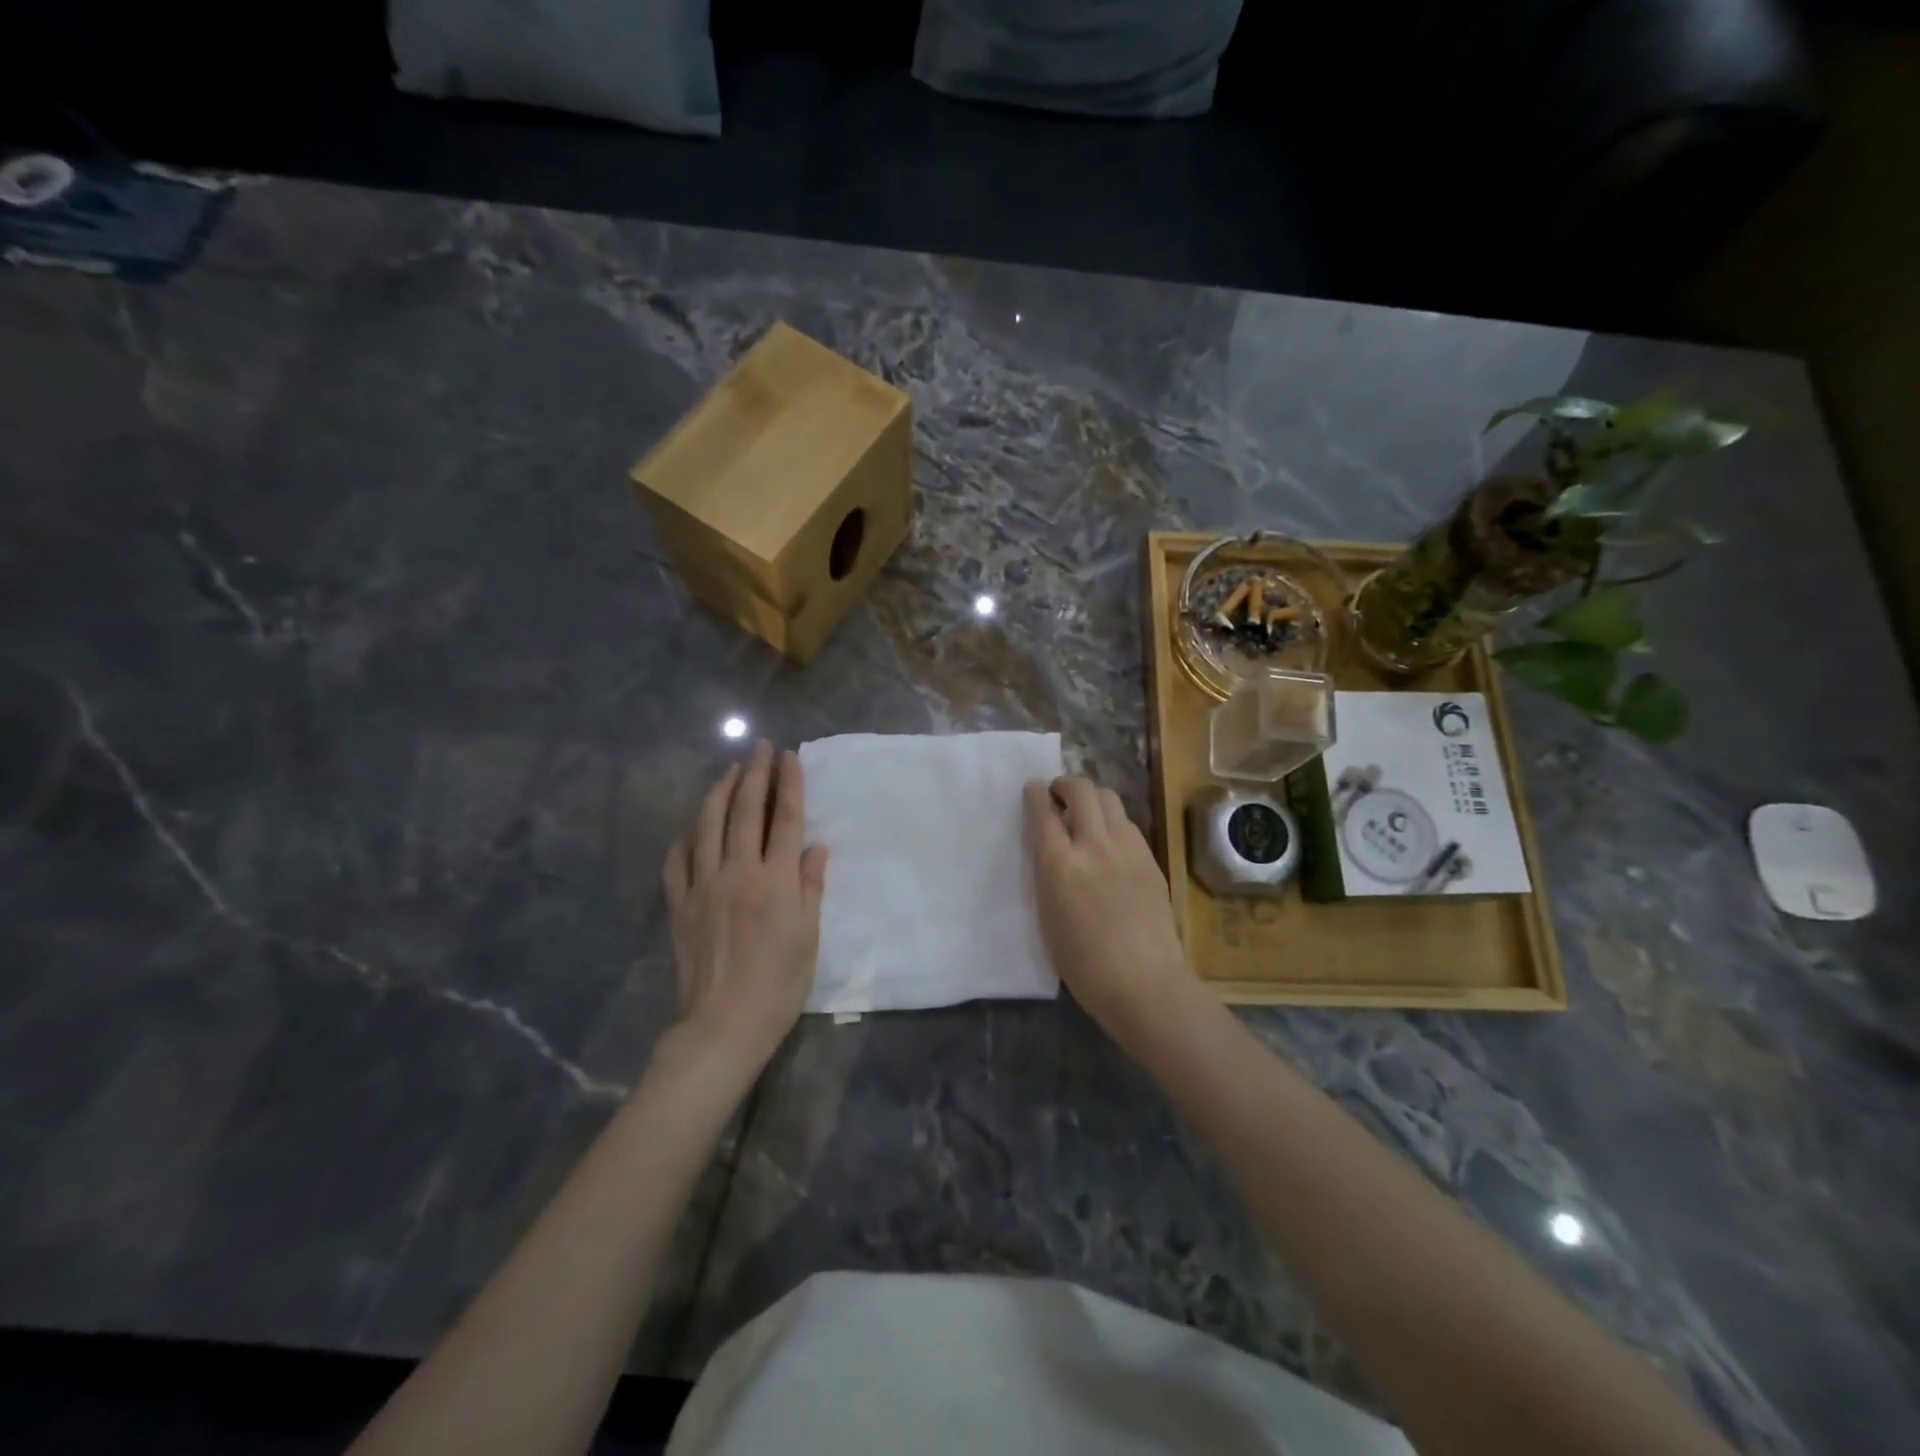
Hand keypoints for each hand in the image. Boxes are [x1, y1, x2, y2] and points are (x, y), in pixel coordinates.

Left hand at [662, 741, 827, 1073]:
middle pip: (745, 812)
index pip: (785, 820)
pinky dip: (685, 837)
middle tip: (758, 747)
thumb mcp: (809, 936)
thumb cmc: (780, 983)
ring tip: (728, 771)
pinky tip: (691, 826)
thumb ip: (811, 887)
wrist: (725, 1023)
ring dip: (718, 792)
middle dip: (754, 775)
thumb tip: (815, 847)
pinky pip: (677, 861)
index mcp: (777, 881)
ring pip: (707, 826)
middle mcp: (739, 873)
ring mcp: (703, 886)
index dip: (788, 785)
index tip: (788, 756)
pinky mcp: (679, 905)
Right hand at [1023, 775, 1201, 1054]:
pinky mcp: (1150, 858)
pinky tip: (1109, 839)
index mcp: (1060, 865)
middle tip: (1058, 795)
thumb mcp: (1047, 916)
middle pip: (1081, 790)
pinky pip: (1128, 823)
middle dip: (1065, 784)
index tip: (1032, 789)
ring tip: (1085, 813)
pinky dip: (1113, 820)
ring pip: (1109, 798)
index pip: (1043, 812)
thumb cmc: (1083, 964)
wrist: (1144, 982)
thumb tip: (1049, 848)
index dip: (1035, 794)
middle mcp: (1094, 845)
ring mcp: (1127, 849)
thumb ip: (1047, 874)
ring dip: (1092, 797)